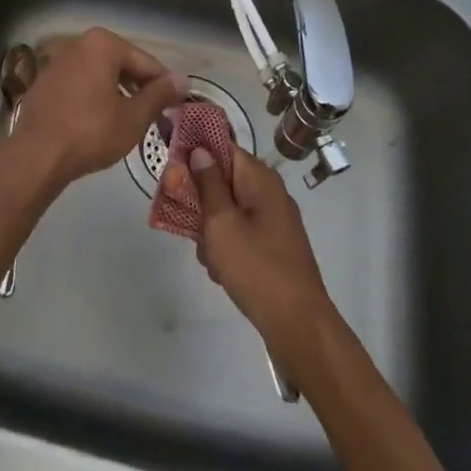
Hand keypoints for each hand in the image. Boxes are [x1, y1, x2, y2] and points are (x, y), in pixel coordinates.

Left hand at [11, 29, 187, 190]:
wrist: (36, 155)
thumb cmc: (90, 132)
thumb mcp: (133, 117)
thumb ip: (159, 95)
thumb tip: (182, 80)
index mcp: (103, 44)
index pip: (146, 63)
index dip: (164, 86)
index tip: (175, 107)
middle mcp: (79, 43)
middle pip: (122, 64)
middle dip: (139, 87)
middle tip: (154, 116)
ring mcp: (58, 61)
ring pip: (100, 74)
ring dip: (117, 93)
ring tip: (129, 120)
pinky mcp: (45, 81)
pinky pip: (80, 83)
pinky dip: (94, 96)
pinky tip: (99, 121)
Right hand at [181, 144, 335, 360]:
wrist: (297, 323)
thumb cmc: (255, 266)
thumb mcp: (221, 222)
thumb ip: (207, 184)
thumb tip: (200, 150)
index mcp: (260, 178)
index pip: (224, 147)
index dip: (197, 152)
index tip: (172, 166)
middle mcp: (270, 192)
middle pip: (224, 180)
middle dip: (202, 200)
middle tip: (186, 222)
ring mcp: (274, 221)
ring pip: (229, 210)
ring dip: (212, 229)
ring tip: (208, 256)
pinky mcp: (274, 246)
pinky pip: (241, 232)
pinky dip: (227, 246)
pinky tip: (221, 271)